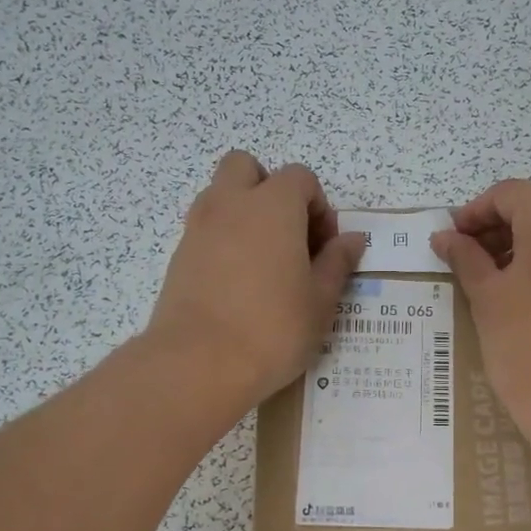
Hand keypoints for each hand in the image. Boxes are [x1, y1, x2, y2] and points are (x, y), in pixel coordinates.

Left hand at [146, 151, 364, 410]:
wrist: (198, 363)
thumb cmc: (273, 329)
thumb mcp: (320, 300)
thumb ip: (337, 262)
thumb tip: (351, 239)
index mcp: (273, 205)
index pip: (300, 177)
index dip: (318, 206)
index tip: (324, 247)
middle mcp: (231, 204)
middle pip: (247, 167)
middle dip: (270, 190)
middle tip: (288, 236)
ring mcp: (198, 227)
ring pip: (220, 195)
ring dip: (244, 212)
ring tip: (263, 262)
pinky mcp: (178, 255)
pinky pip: (205, 229)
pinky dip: (223, 240)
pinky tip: (237, 284)